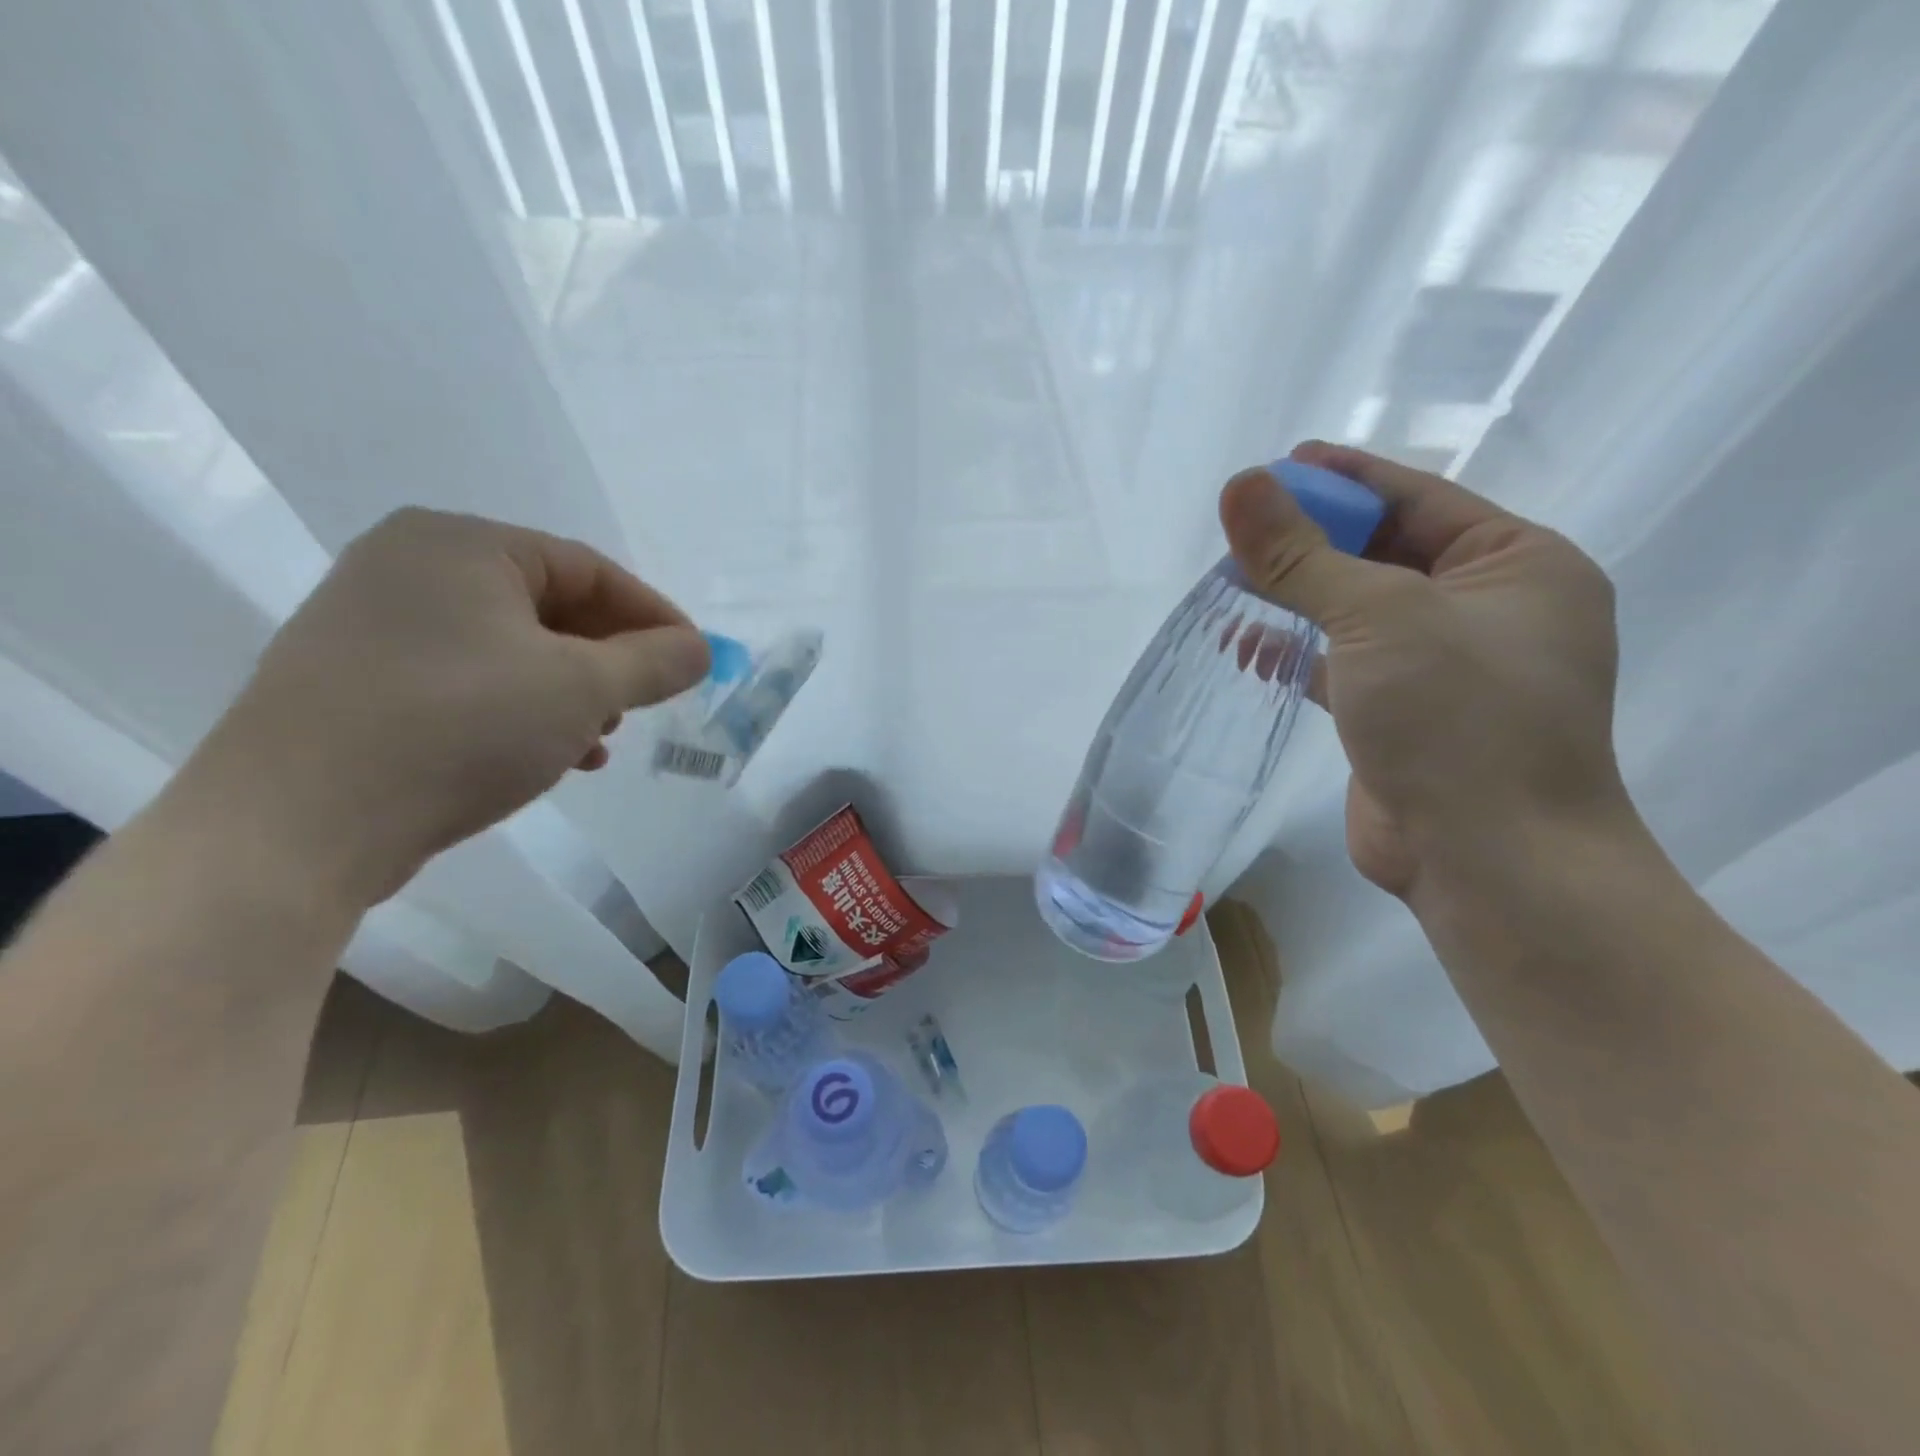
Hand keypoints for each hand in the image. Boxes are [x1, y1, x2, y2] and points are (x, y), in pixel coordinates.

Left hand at [179, 508, 709, 905]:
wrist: (295, 825)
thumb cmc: (459, 728)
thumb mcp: (581, 689)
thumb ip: (654, 662)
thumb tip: (700, 650)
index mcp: (462, 545)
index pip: (590, 569)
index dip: (654, 616)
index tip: (695, 661)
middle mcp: (410, 567)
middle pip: (550, 607)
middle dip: (609, 661)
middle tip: (645, 703)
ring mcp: (373, 624)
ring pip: (511, 650)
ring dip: (570, 693)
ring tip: (600, 739)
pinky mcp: (356, 680)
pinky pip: (468, 680)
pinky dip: (520, 710)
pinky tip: (549, 756)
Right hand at [1219, 442, 1628, 898]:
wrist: (1491, 861)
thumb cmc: (1456, 718)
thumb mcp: (1378, 617)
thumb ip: (1302, 555)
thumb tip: (1238, 488)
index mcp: (1519, 565)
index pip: (1418, 499)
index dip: (1345, 479)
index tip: (1278, 465)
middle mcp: (1491, 610)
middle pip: (1385, 553)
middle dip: (1312, 541)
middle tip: (1241, 527)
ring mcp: (1448, 667)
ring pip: (1360, 610)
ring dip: (1299, 597)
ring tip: (1232, 583)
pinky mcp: (1406, 714)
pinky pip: (1346, 663)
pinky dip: (1299, 651)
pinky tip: (1248, 646)